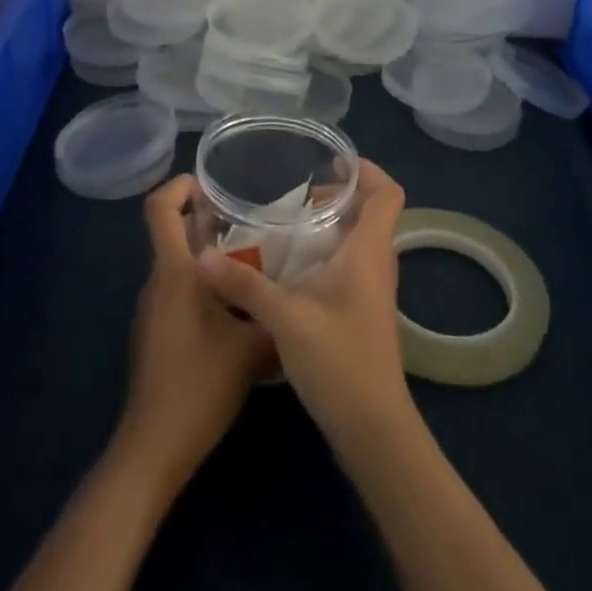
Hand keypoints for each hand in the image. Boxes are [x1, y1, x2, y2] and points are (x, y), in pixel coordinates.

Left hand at [113, 175, 273, 495]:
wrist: (154, 448)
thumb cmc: (200, 386)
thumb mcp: (253, 347)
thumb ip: (275, 311)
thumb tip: (303, 289)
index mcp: (175, 273)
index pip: (159, 209)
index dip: (178, 185)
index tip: (210, 181)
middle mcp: (158, 282)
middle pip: (174, 232)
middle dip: (209, 219)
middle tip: (254, 219)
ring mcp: (154, 308)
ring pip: (180, 263)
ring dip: (211, 253)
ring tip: (257, 258)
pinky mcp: (157, 332)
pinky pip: (179, 289)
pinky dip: (205, 282)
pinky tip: (240, 304)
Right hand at [197, 160, 412, 455]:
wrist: (373, 428)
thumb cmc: (338, 362)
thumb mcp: (285, 318)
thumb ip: (245, 284)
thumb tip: (203, 256)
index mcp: (369, 252)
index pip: (388, 193)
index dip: (367, 170)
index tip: (331, 162)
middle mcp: (378, 264)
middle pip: (372, 212)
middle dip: (339, 195)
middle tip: (297, 196)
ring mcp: (374, 290)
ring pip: (361, 239)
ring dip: (332, 225)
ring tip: (289, 225)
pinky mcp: (364, 312)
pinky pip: (352, 264)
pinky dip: (329, 252)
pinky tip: (293, 268)